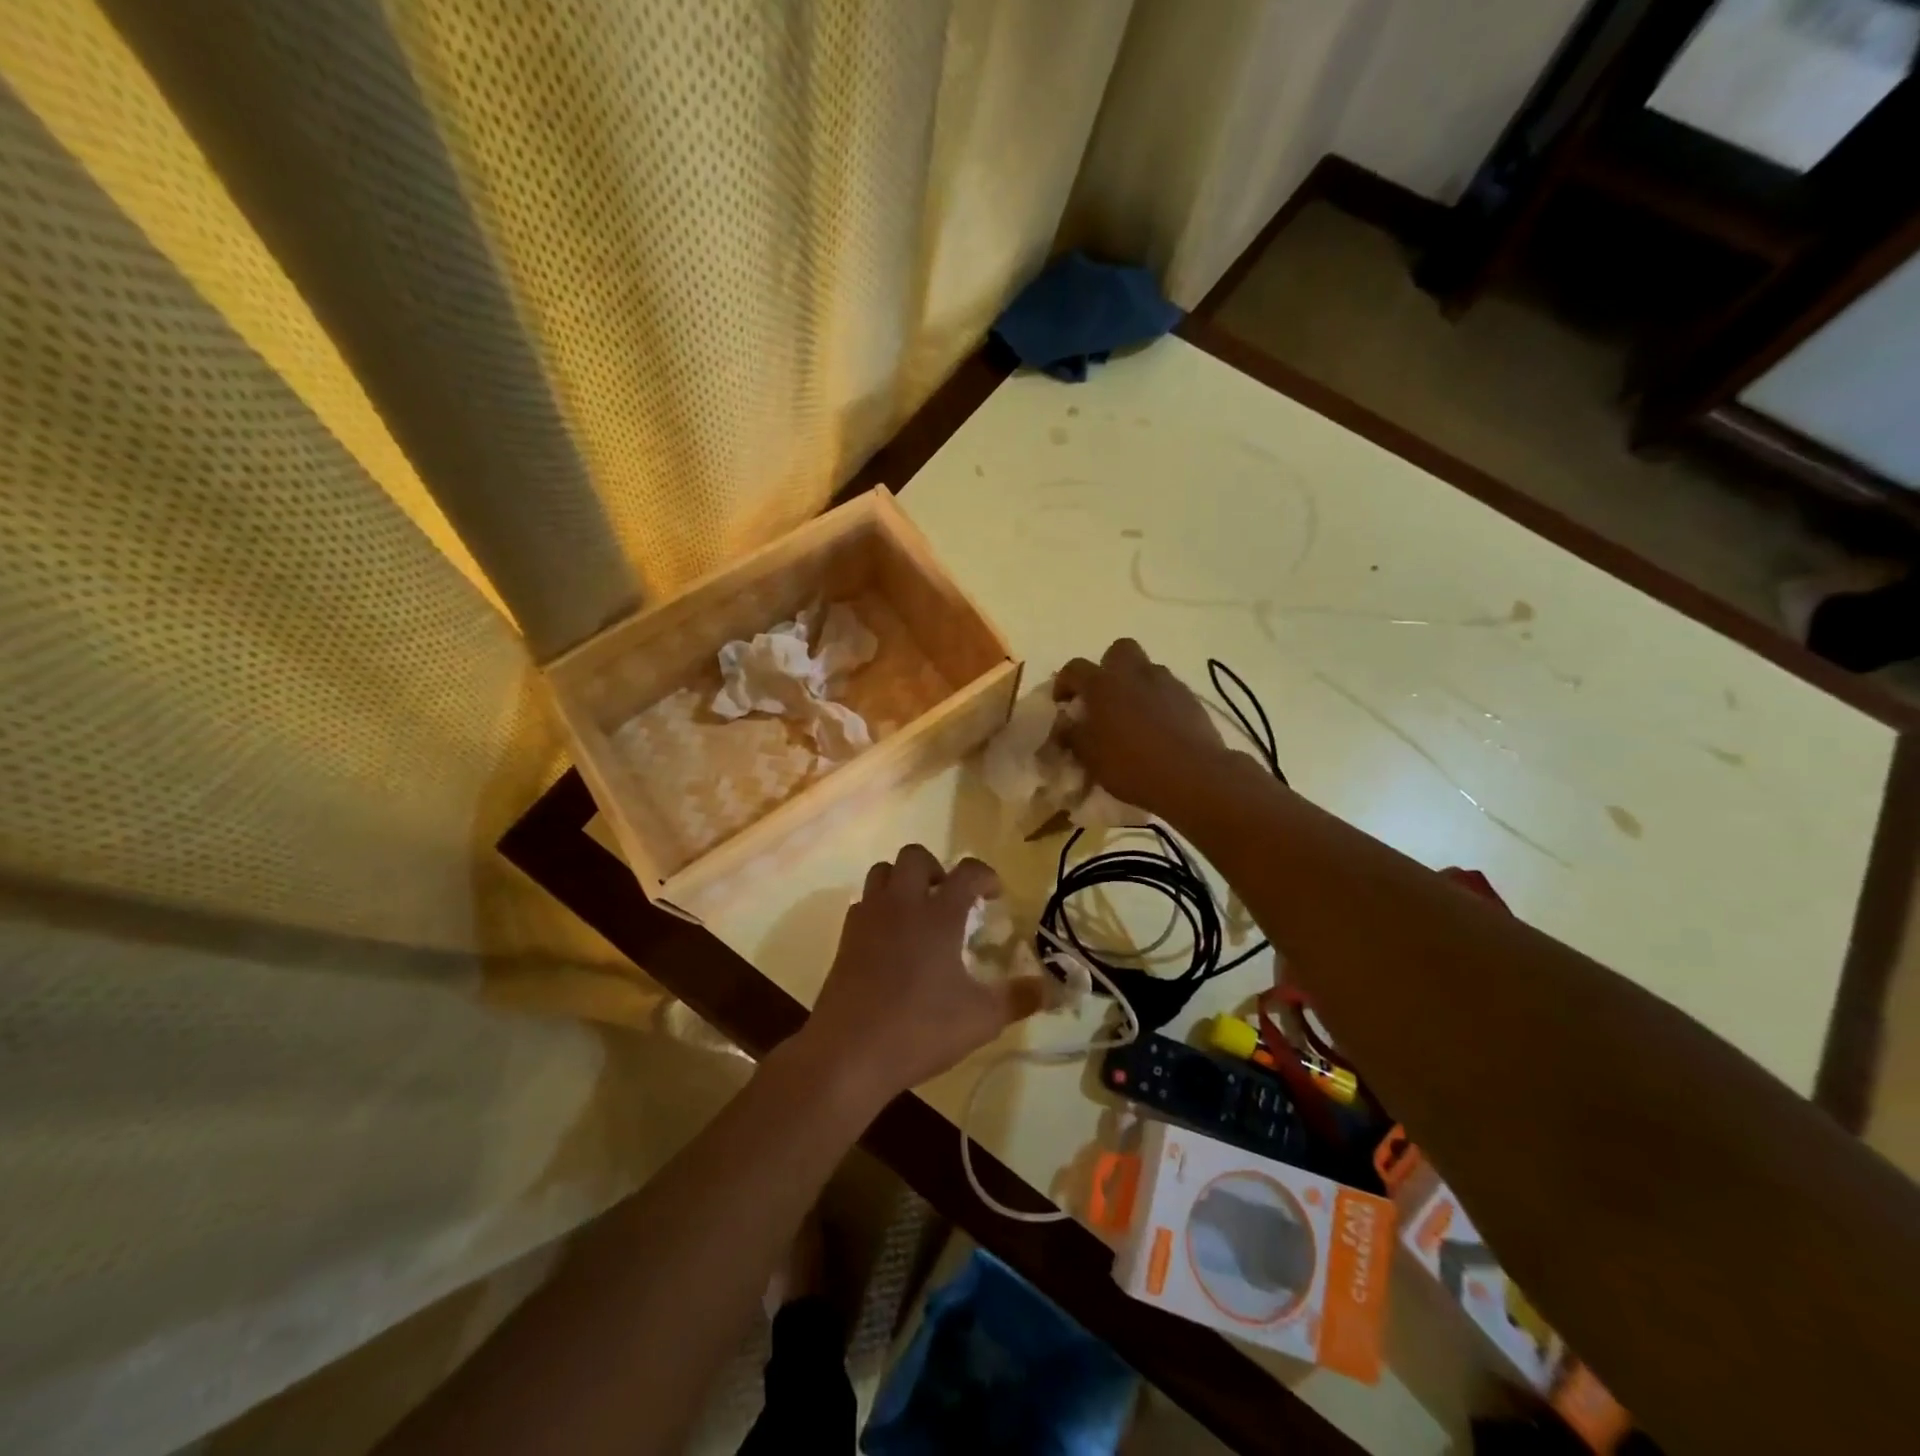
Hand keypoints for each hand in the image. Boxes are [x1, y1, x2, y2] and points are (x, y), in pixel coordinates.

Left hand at [801, 846, 1044, 1104]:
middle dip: (937, 868)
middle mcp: (901, 904)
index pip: (967, 871)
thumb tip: (1048, 988)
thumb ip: (1019, 998)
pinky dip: (881, 908)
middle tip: (951, 900)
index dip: (986, 876)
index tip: (995, 895)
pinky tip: (892, 941)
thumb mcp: (982, 1019)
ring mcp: (868, 918)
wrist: (849, 1053)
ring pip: (882, 872)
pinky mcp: (845, 938)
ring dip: (903, 881)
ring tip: (920, 914)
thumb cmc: (920, 1029)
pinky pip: (864, 903)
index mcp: (938, 914)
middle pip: (915, 855)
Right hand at [1053, 639, 1228, 817]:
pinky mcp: (1190, 698)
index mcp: (1102, 685)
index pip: (1074, 669)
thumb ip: (1073, 736)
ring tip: (1133, 715)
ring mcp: (1166, 683)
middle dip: (1108, 668)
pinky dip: (1158, 701)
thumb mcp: (1090, 757)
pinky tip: (1158, 727)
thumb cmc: (1131, 765)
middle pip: (1118, 651)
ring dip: (1135, 684)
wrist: (1192, 775)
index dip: (1064, 683)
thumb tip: (1064, 725)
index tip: (1062, 703)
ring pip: (1146, 669)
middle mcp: (1134, 674)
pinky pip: (1168, 689)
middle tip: (1104, 697)